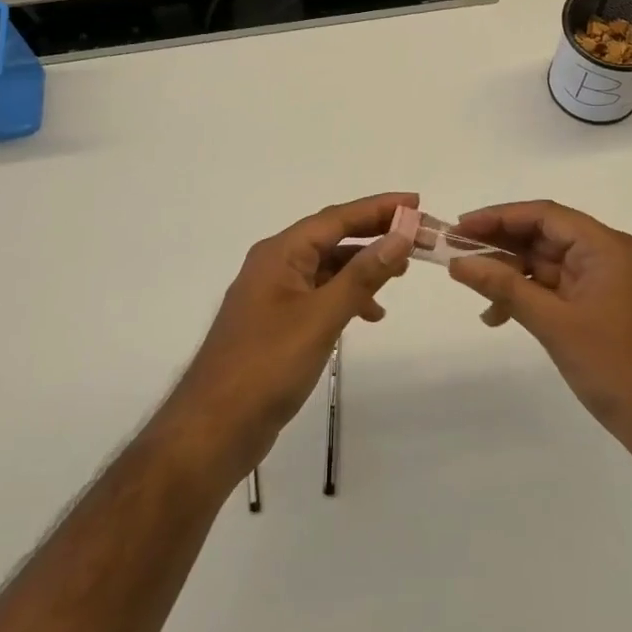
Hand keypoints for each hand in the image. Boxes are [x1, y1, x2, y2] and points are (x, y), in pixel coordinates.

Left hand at [160, 192, 415, 483]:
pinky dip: (347, 297)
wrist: (214, 428)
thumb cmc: (267, 365)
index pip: (336, 218)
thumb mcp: (321, 316)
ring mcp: (273, 295)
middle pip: (332, 237)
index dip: (378, 208)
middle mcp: (275, 264)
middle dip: (374, 235)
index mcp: (280, 253)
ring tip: (399, 276)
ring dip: (363, 267)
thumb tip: (400, 236)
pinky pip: (319, 294)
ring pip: (327, 267)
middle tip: (417, 237)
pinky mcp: (277, 323)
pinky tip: (369, 314)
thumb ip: (362, 275)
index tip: (416, 202)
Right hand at [448, 201, 631, 468]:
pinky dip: (528, 297)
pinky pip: (557, 290)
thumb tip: (459, 262)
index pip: (544, 215)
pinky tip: (499, 315)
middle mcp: (607, 256)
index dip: (498, 217)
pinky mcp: (601, 308)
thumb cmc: (616, 367)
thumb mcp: (554, 324)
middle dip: (500, 246)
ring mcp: (605, 283)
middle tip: (457, 255)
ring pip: (547, 264)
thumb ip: (504, 287)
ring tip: (473, 290)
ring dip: (511, 275)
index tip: (460, 228)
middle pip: (545, 236)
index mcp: (606, 247)